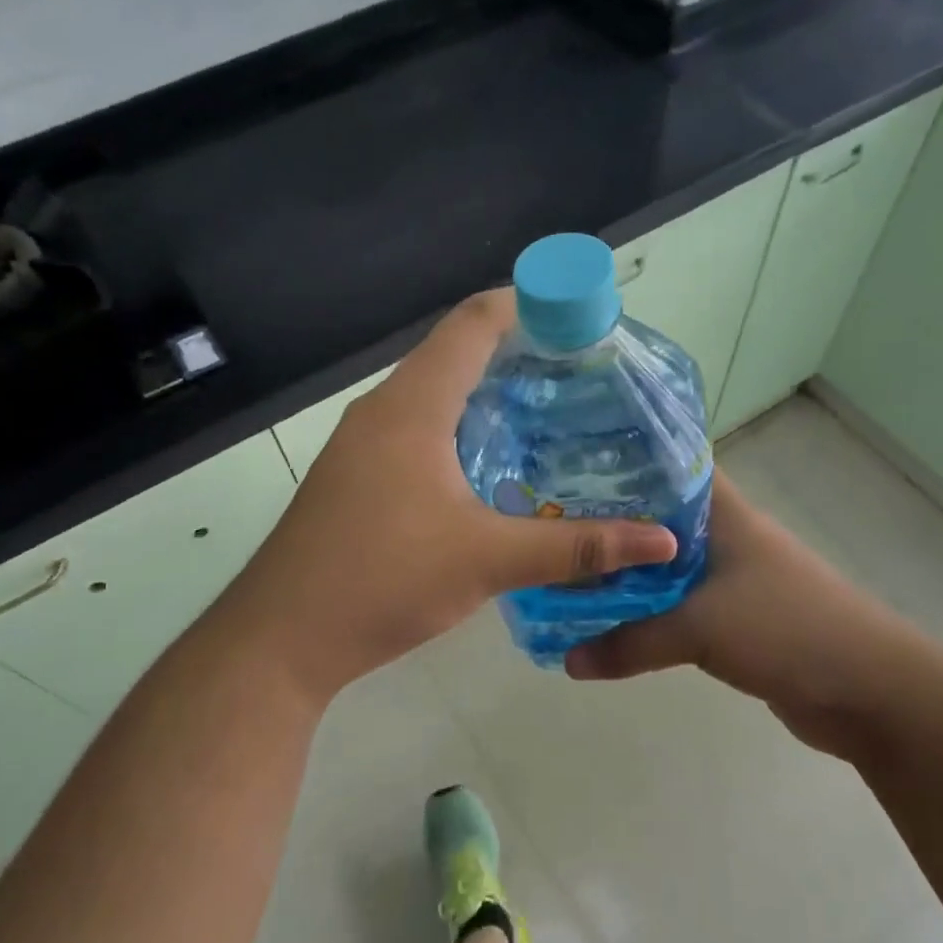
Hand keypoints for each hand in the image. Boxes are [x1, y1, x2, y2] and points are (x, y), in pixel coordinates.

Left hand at [217, 290, 676, 700]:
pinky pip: (417, 431)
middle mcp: (383, 410)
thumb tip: (662, 542)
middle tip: (583, 374)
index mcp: (412, 406)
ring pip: (435, 395)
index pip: (474, 323)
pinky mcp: (356, 476)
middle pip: (456, 354)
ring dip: (488, 395)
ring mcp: (362, 444)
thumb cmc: (382, 580)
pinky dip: (461, 430)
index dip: (530, 304)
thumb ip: (576, 547)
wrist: (280, 638)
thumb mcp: (487, 561)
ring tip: (551, 415)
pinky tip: (494, 468)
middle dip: (519, 353)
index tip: (582, 316)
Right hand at [564, 473, 936, 760]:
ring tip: (567, 572)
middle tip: (550, 527)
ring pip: (663, 565)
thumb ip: (629, 642)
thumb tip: (567, 661)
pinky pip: (677, 605)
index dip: (618, 462)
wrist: (871, 691)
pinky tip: (609, 618)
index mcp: (722, 513)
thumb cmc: (788, 630)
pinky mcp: (734, 617)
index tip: (564, 468)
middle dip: (608, 525)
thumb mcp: (699, 628)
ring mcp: (731, 577)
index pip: (666, 466)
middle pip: (655, 518)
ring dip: (625, 574)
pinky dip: (646, 611)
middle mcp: (724, 536)